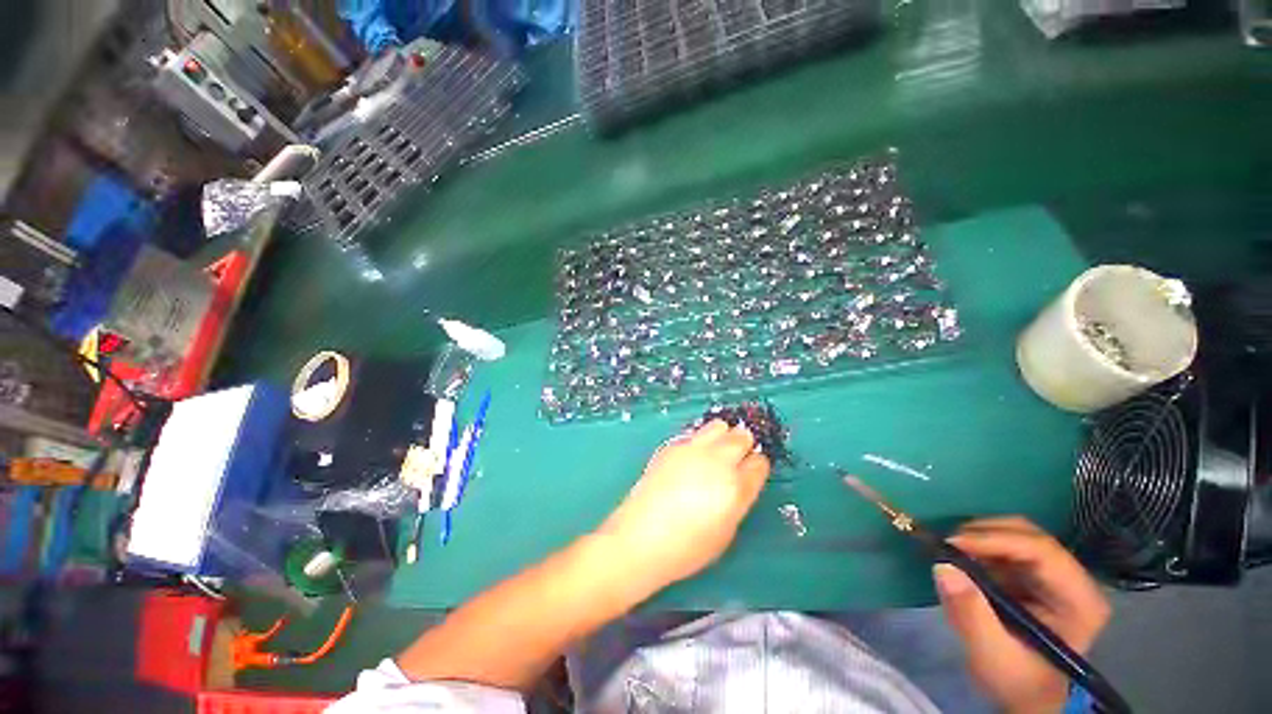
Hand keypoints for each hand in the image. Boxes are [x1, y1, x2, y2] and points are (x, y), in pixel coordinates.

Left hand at [598, 420, 769, 589]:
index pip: (759, 463)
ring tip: (715, 451)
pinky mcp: (672, 446)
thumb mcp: (726, 531)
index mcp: (735, 487)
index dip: (757, 466)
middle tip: (736, 457)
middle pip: (742, 437)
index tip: (751, 470)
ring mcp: (693, 449)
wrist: (641, 537)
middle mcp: (717, 461)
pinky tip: (691, 458)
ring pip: (719, 426)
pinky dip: (699, 441)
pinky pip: (694, 434)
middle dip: (744, 445)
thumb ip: (738, 499)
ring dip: (723, 435)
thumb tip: (739, 481)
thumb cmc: (688, 547)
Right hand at [933, 517, 1110, 713]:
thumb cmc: (1016, 680)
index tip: (951, 543)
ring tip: (951, 553)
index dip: (995, 540)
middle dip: (984, 533)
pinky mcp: (1035, 574)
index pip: (1042, 551)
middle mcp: (1074, 579)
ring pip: (1016, 534)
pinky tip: (962, 560)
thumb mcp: (992, 655)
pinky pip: (1006, 544)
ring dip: (979, 538)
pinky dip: (979, 546)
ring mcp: (1055, 575)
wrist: (1024, 693)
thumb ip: (971, 615)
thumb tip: (943, 567)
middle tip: (947, 545)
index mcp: (1079, 600)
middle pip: (1029, 535)